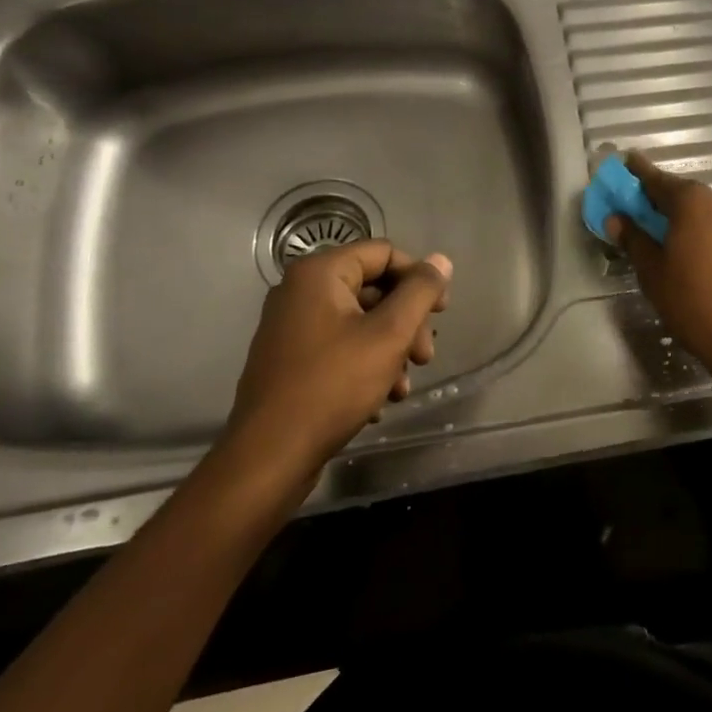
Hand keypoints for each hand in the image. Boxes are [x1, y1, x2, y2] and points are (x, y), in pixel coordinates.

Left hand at [223, 241, 451, 488]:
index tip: (442, 312)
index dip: (419, 278)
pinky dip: (366, 366)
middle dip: (407, 323)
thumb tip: (441, 261)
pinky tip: (380, 400)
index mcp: (320, 274)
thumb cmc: (333, 385)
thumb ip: (420, 292)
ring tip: (403, 388)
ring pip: (360, 323)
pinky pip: (339, 347)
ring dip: (391, 350)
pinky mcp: (290, 360)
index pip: (384, 254)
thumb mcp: (389, 334)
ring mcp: (292, 327)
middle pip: (374, 289)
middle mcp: (300, 291)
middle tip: (425, 358)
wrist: (269, 458)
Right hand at [606, 154, 711, 389]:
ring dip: (696, 225)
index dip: (638, 174)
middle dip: (667, 205)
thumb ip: (634, 240)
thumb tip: (616, 218)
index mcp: (693, 201)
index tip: (626, 164)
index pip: (657, 180)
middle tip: (649, 221)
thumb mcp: (653, 274)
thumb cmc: (696, 303)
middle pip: (688, 197)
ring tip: (683, 251)